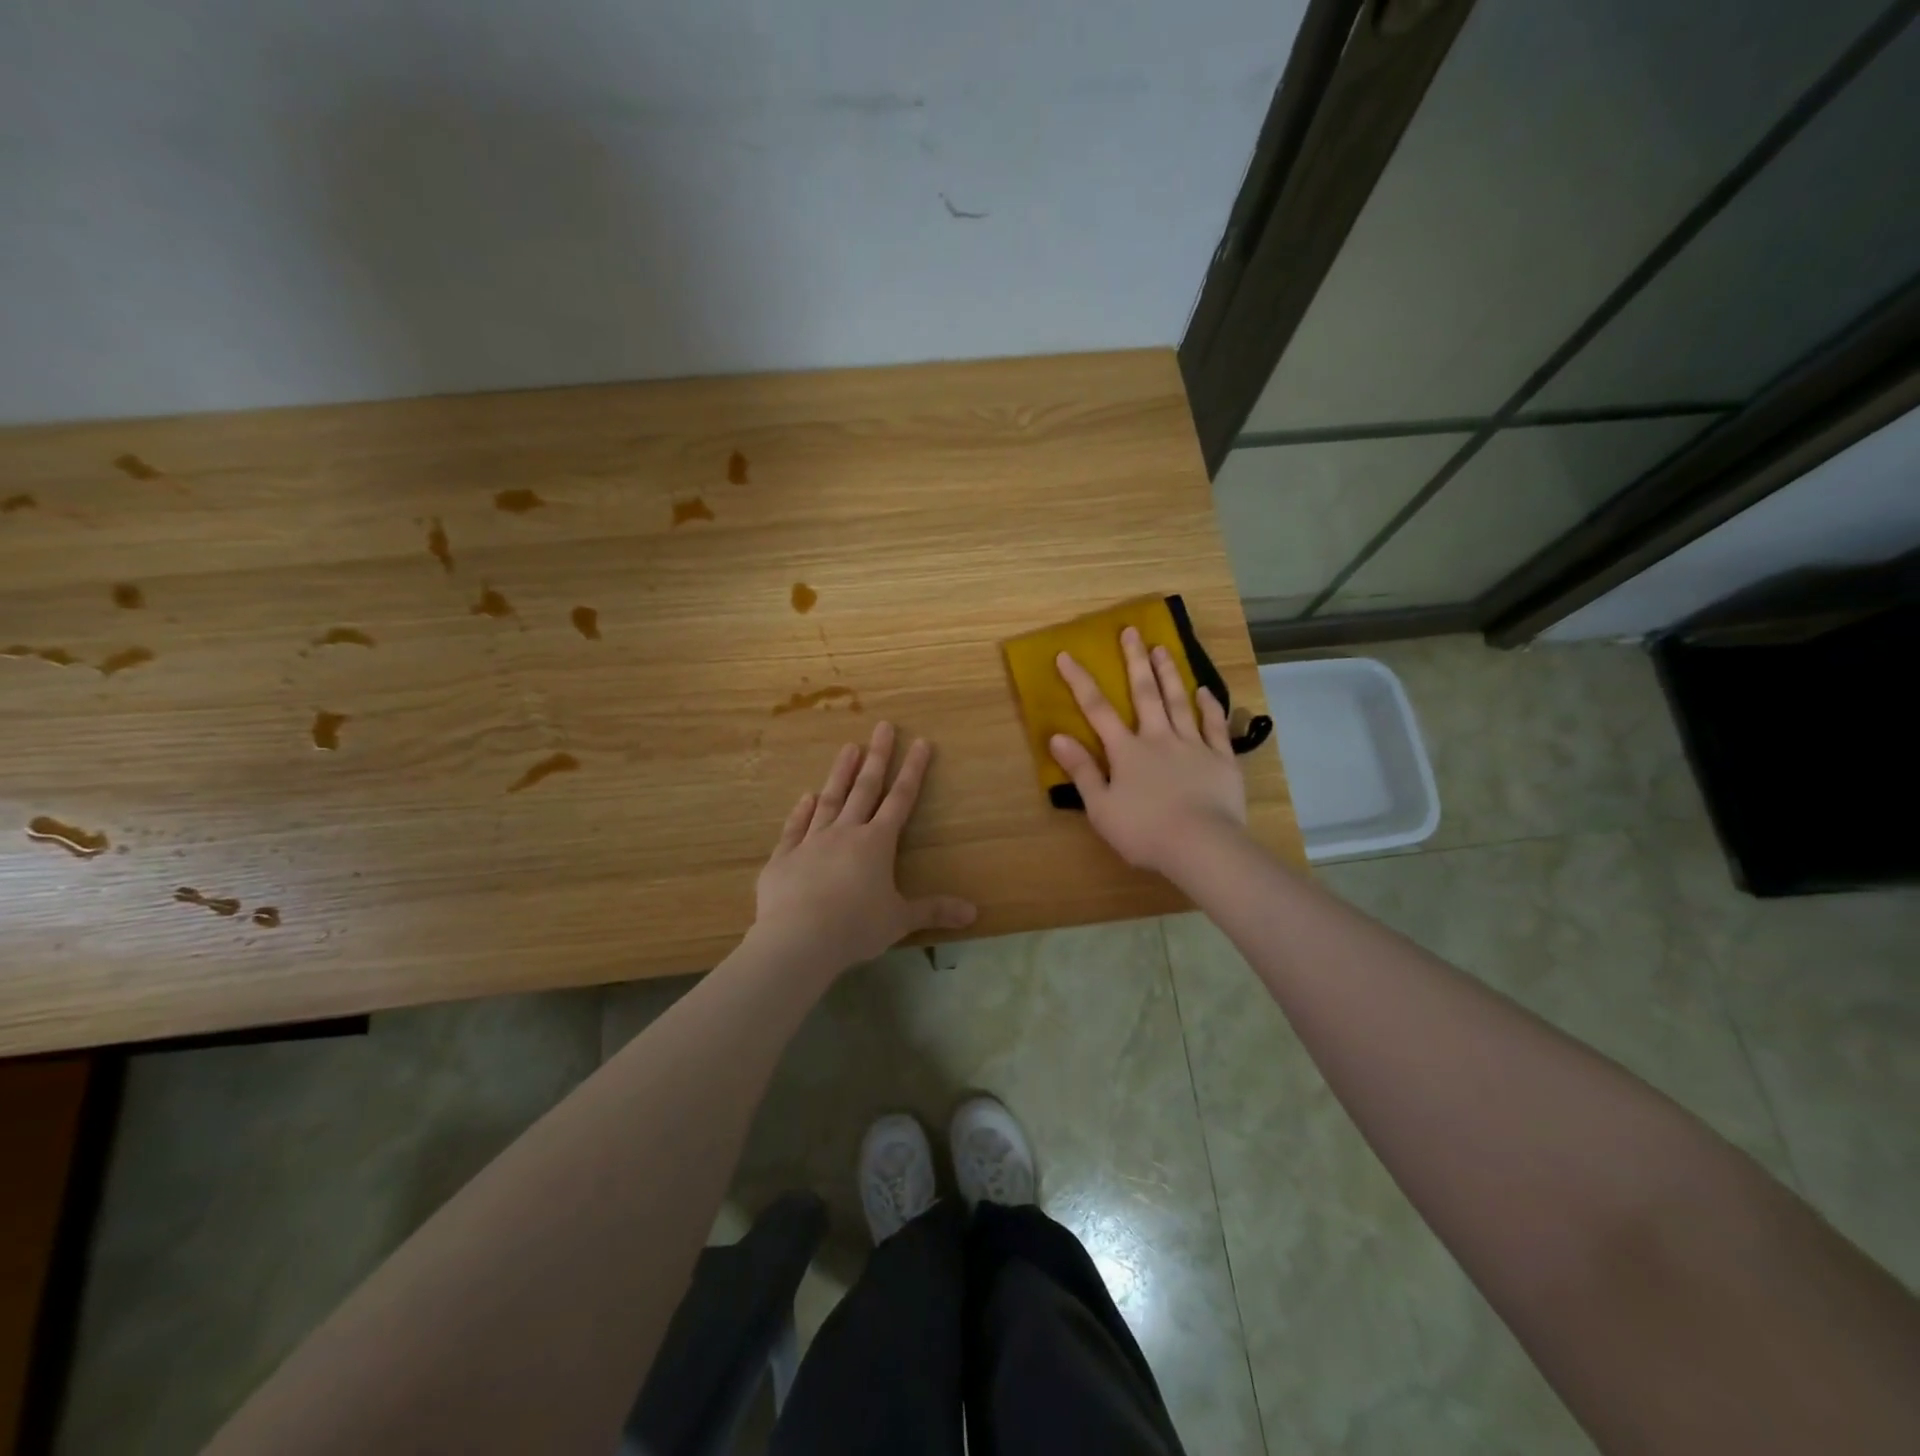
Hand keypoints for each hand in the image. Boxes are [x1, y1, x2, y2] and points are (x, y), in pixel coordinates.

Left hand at [753, 721, 976, 975]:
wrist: (798, 939)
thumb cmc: (855, 927)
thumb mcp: (900, 921)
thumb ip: (934, 911)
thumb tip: (973, 913)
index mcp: (876, 843)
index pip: (900, 800)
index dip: (913, 770)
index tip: (920, 742)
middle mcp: (845, 833)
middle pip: (865, 788)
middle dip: (877, 756)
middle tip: (883, 726)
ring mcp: (812, 841)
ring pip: (830, 800)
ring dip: (840, 773)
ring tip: (848, 747)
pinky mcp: (784, 857)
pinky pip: (795, 828)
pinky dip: (801, 811)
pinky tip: (806, 797)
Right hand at [1048, 627, 1247, 876]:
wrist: (1201, 846)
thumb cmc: (1144, 831)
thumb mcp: (1101, 807)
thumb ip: (1082, 770)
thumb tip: (1057, 737)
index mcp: (1126, 751)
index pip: (1097, 710)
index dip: (1080, 681)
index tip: (1067, 654)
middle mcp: (1158, 738)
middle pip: (1145, 693)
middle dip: (1135, 661)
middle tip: (1131, 631)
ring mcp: (1193, 745)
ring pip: (1179, 702)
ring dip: (1169, 674)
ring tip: (1163, 648)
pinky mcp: (1221, 759)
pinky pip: (1214, 726)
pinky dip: (1210, 706)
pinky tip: (1205, 691)